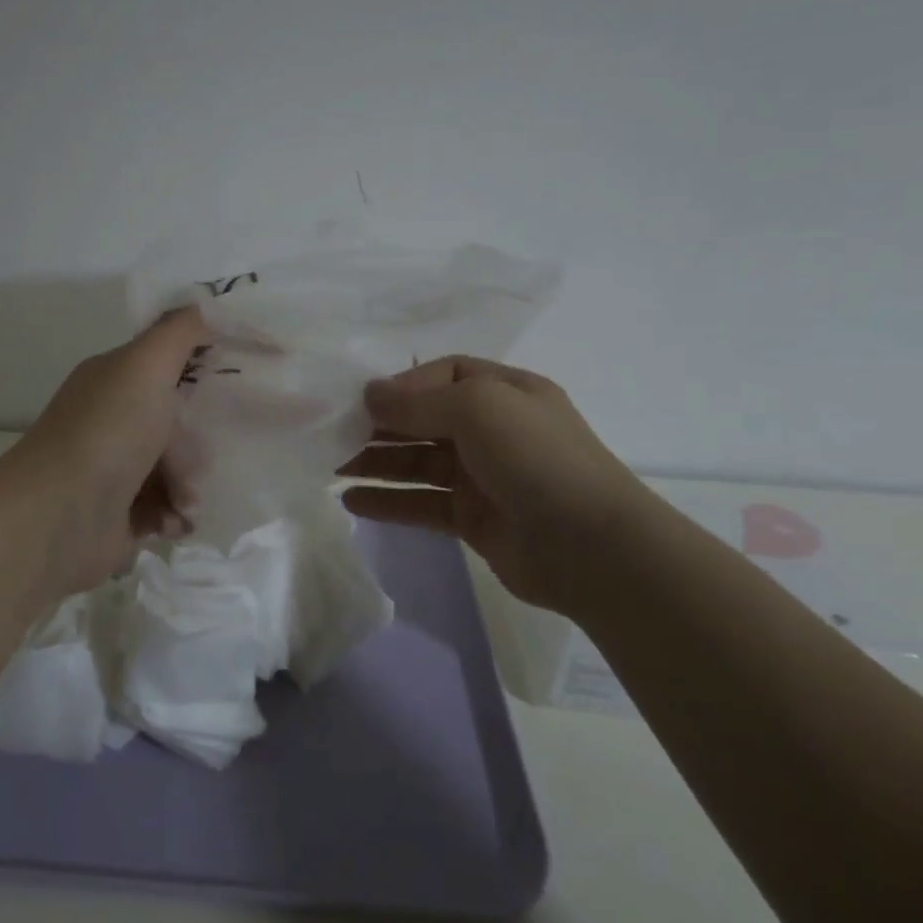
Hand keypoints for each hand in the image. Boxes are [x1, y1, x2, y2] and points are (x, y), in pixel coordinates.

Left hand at [0, 307, 206, 598]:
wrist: (58, 518)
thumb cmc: (107, 432)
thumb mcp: (145, 364)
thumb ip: (179, 330)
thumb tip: (207, 303)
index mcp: (113, 380)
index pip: (166, 364)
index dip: (203, 369)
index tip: (243, 377)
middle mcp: (111, 420)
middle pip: (176, 422)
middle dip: (198, 443)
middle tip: (208, 456)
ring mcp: (113, 470)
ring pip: (175, 469)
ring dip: (190, 486)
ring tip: (186, 501)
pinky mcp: (119, 516)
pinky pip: (166, 510)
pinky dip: (175, 516)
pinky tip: (173, 523)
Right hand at [340, 357, 654, 614]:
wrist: (592, 548)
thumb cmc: (535, 458)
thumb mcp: (478, 407)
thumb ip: (418, 401)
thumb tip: (369, 395)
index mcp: (503, 392)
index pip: (443, 374)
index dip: (403, 384)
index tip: (364, 400)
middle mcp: (492, 430)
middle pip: (424, 419)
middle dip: (379, 425)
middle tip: (331, 433)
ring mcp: (482, 476)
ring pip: (417, 462)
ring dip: (376, 462)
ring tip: (330, 465)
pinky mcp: (472, 519)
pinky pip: (421, 503)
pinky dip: (388, 501)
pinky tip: (352, 502)